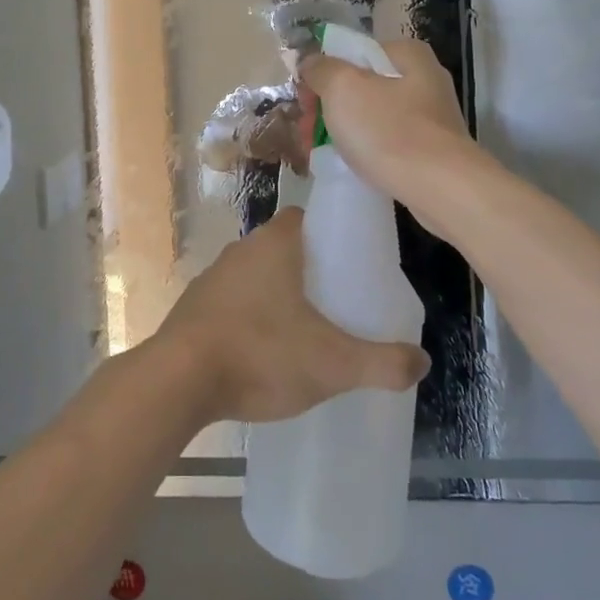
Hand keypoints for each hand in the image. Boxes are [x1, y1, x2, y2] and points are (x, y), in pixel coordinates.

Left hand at [153, 208, 428, 423]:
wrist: (177, 381)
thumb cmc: (261, 354)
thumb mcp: (333, 364)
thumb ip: (382, 363)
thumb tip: (422, 362)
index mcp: (273, 245)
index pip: (303, 218)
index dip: (328, 232)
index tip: (349, 260)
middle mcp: (239, 251)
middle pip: (280, 248)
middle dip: (307, 269)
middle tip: (335, 300)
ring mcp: (210, 279)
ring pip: (253, 276)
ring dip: (275, 295)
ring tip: (302, 329)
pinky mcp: (192, 309)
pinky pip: (230, 303)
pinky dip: (248, 318)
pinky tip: (261, 351)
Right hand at [296, 38, 484, 233]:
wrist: (441, 189)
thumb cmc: (389, 130)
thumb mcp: (343, 88)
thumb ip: (321, 69)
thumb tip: (310, 62)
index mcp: (407, 54)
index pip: (352, 53)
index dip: (322, 74)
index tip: (304, 102)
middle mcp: (424, 79)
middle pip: (361, 85)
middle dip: (328, 107)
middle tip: (306, 131)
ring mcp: (430, 117)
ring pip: (371, 115)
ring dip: (342, 130)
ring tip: (319, 152)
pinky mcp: (431, 150)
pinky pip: (387, 141)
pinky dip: (365, 150)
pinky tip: (349, 165)